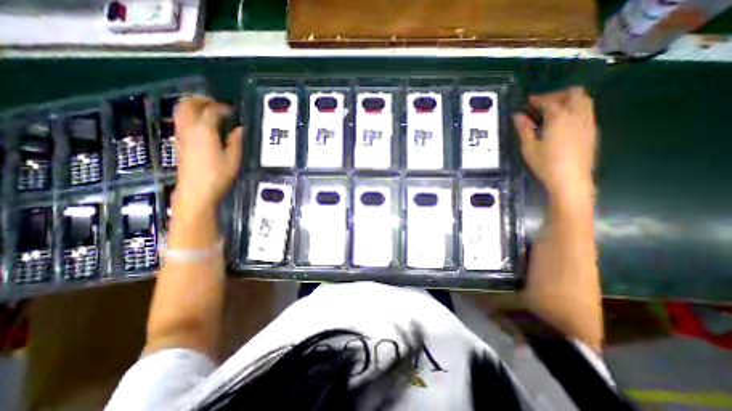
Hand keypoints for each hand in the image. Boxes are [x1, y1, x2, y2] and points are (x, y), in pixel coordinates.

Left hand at [173, 94, 241, 218]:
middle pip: (189, 104)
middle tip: (216, 104)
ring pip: (181, 110)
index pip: (212, 111)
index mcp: (204, 131)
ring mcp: (181, 135)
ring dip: (193, 106)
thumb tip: (239, 129)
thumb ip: (236, 141)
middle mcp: (189, 128)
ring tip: (208, 111)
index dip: (223, 108)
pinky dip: (190, 115)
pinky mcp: (179, 142)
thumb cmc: (217, 176)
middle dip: (202, 100)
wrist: (196, 191)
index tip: (232, 111)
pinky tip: (202, 124)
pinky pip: (181, 120)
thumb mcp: (233, 159)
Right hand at [511, 86, 597, 201]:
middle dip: (557, 94)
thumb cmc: (546, 165)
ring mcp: (588, 123)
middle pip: (574, 93)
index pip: (550, 101)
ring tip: (553, 110)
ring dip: (569, 100)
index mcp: (559, 119)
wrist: (571, 180)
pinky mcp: (592, 132)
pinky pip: (587, 111)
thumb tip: (518, 116)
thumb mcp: (529, 148)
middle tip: (543, 103)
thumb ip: (524, 130)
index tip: (529, 102)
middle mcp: (577, 117)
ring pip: (585, 100)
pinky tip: (564, 121)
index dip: (539, 99)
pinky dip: (576, 108)